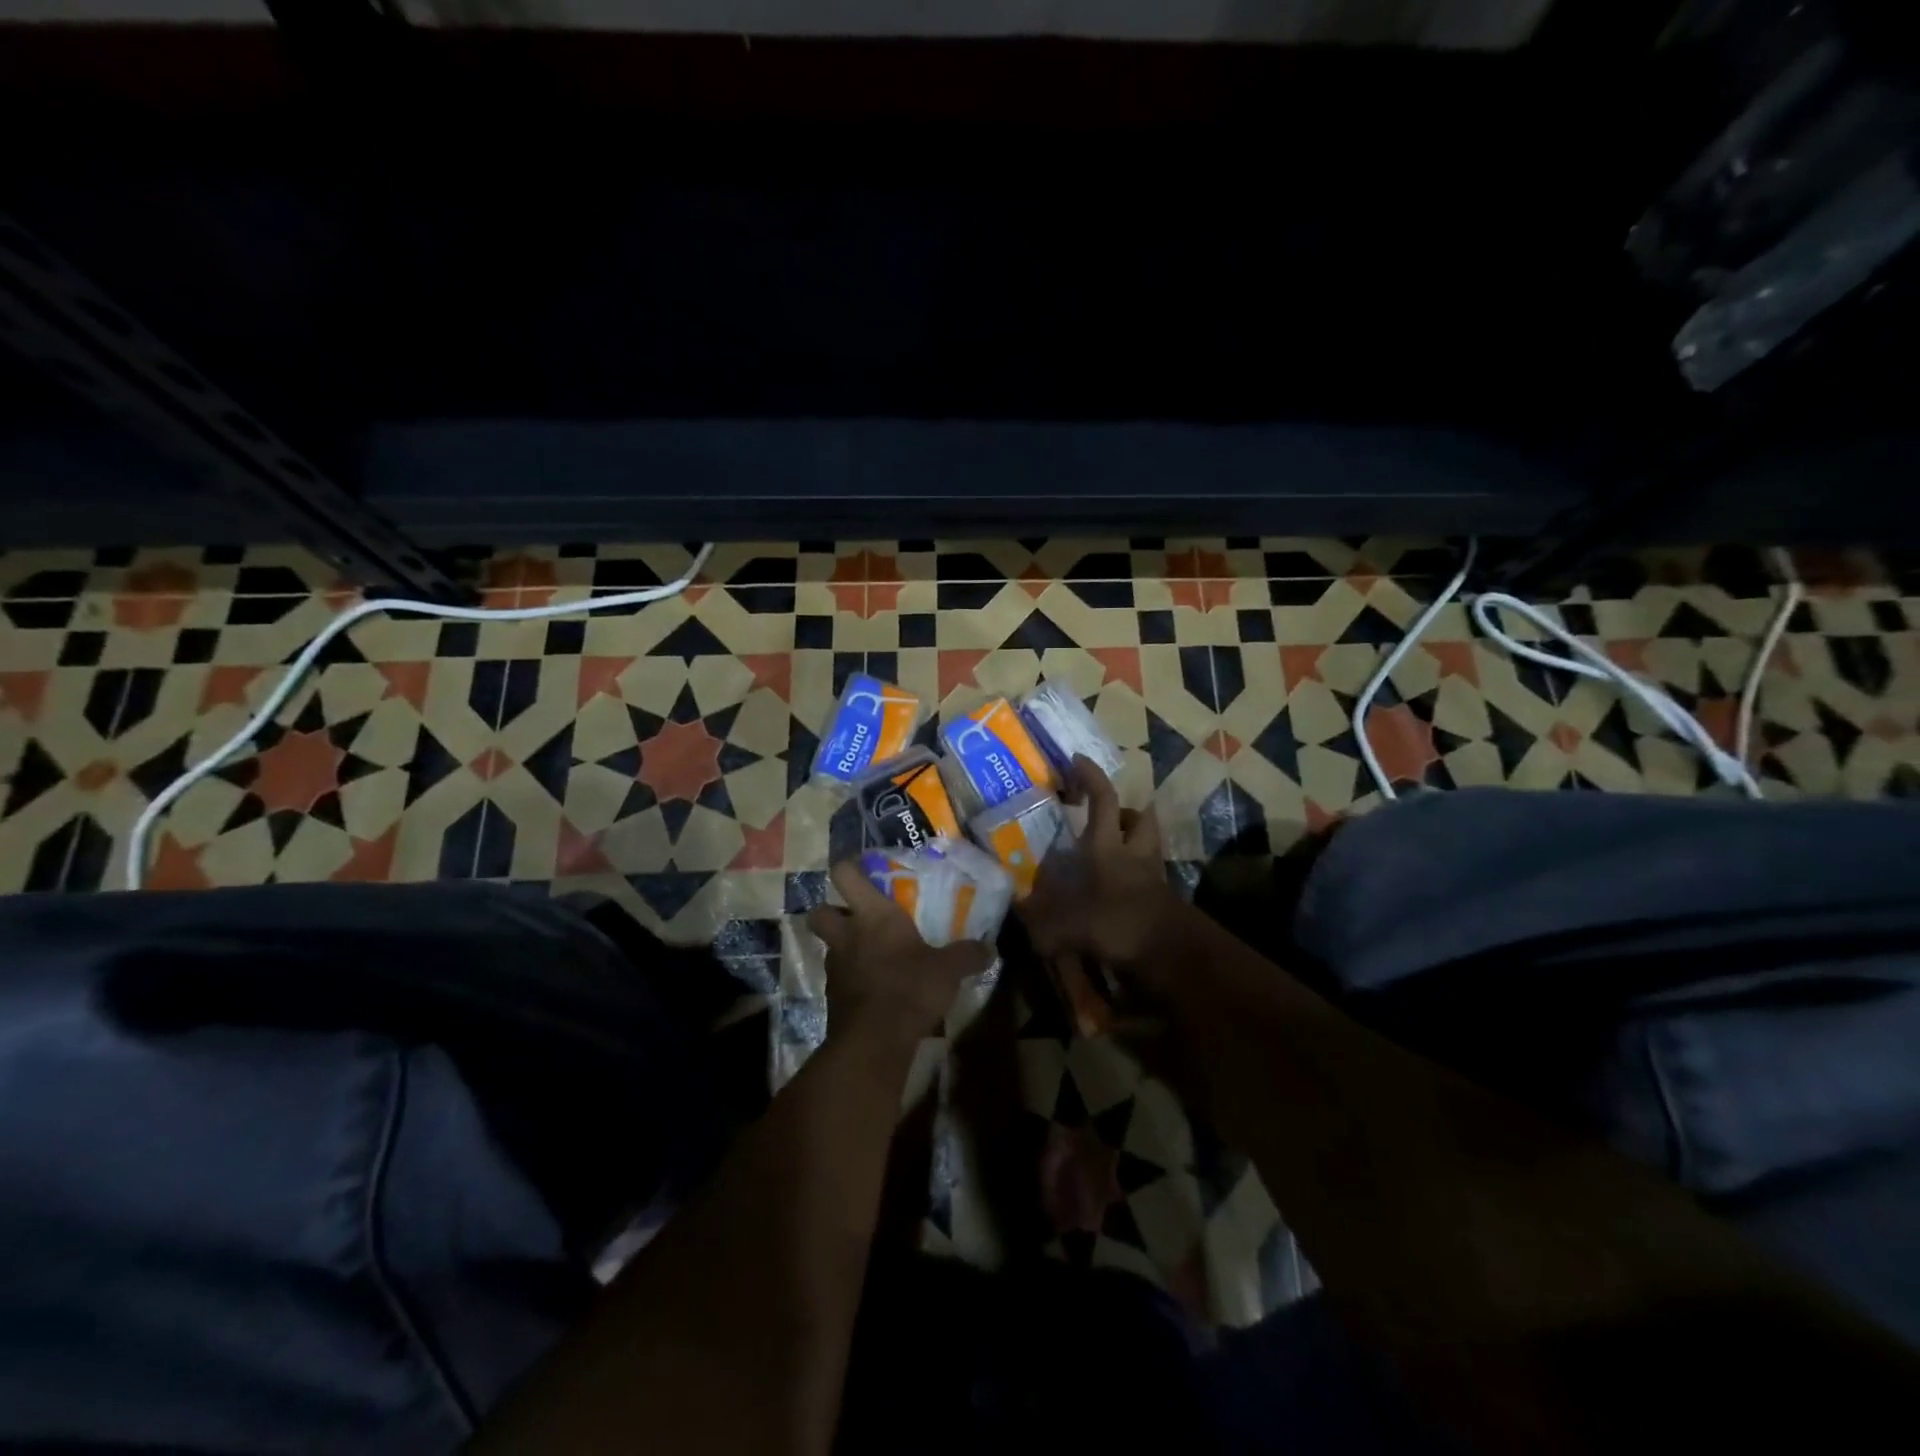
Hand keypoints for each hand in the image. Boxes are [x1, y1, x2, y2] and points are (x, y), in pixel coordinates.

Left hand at [807, 860, 992, 1046]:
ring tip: (874, 956)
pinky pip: (840, 978)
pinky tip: (877, 988)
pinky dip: (853, 979)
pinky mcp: (834, 998)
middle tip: (856, 917)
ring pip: (829, 947)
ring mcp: (836, 967)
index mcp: (872, 915)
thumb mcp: (949, 969)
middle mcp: (847, 935)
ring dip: (845, 948)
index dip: (849, 867)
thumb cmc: (910, 988)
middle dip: (831, 910)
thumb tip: (990, 948)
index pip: (845, 875)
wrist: (875, 1042)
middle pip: (819, 911)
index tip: (862, 868)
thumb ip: (968, 955)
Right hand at [1020, 756, 1181, 986]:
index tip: (1076, 760)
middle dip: (1124, 812)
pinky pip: (1148, 876)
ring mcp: (1152, 875)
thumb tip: (1018, 915)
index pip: (1103, 799)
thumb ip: (1040, 923)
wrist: (1172, 954)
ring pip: (1147, 844)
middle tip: (1103, 819)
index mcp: (1108, 846)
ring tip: (1107, 853)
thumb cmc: (1118, 924)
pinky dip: (1134, 878)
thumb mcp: (1069, 926)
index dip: (1090, 776)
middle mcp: (1133, 853)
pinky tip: (1115, 892)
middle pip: (1139, 817)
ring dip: (1132, 842)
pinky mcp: (1162, 899)